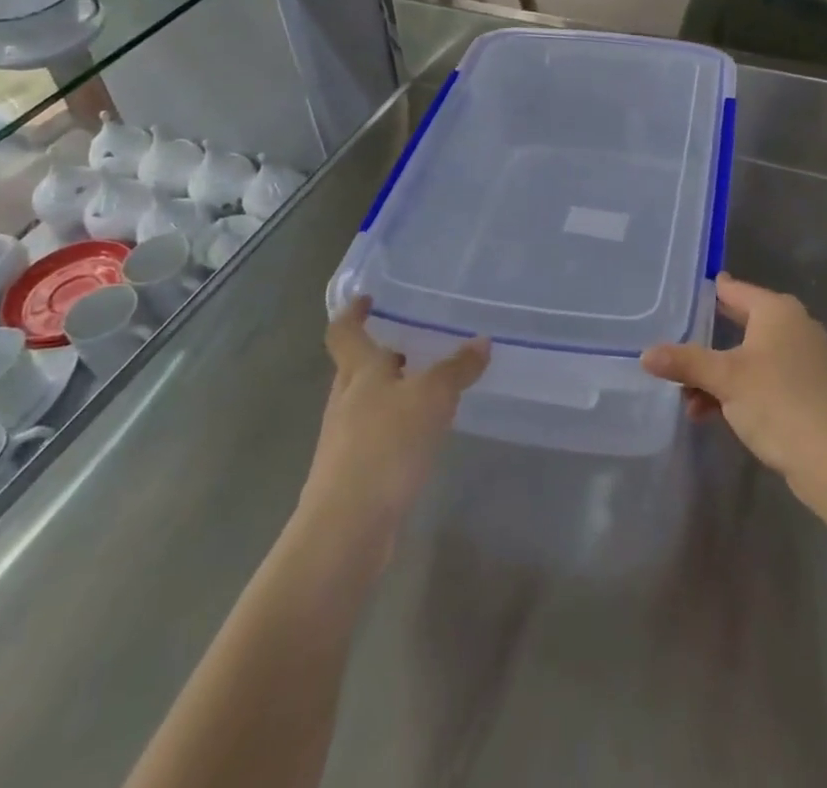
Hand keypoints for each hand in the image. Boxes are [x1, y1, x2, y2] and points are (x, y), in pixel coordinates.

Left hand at [298, 299, 489, 545]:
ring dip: (390, 390)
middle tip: (410, 341)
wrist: (346, 529)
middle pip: (355, 367)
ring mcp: (344, 439)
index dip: (353, 312)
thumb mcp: (432, 398)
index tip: (367, 298)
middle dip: (380, 353)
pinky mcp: (353, 473)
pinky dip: (394, 424)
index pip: (344, 331)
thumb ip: (457, 368)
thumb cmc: (385, 446)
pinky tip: (420, 434)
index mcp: (358, 372)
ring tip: (424, 385)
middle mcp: (345, 400)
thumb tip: (482, 341)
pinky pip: (374, 434)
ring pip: (366, 401)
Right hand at [641, 274, 826, 512]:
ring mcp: (803, 359)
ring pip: (749, 357)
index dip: (706, 293)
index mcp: (777, 311)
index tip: (677, 297)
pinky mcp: (807, 389)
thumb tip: (645, 355)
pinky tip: (711, 414)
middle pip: (739, 325)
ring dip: (718, 376)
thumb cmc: (777, 402)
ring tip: (688, 399)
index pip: (733, 290)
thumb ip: (685, 363)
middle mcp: (793, 326)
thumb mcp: (724, 380)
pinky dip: (738, 390)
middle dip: (706, 343)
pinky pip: (763, 378)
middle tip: (673, 346)